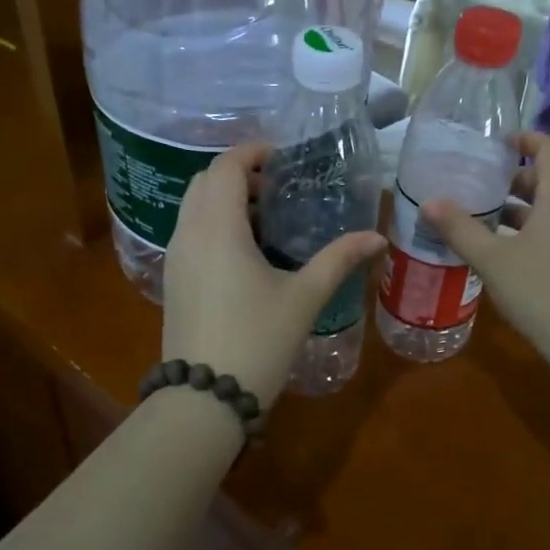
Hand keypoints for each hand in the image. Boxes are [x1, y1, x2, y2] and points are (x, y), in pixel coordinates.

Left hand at [162, 143, 385, 409]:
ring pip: (193, 207)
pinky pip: (190, 232)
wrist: (205, 397)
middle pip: (205, 181)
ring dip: (224, 199)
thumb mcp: (304, 297)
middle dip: (238, 173)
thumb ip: (339, 259)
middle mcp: (188, 233)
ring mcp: (175, 257)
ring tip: (266, 217)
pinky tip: (246, 251)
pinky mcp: (172, 280)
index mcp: (218, 227)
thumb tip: (377, 238)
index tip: (282, 157)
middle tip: (277, 187)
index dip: (252, 152)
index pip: (225, 166)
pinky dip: (213, 223)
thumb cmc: (258, 340)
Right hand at [423, 133, 549, 377]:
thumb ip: (460, 229)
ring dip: (524, 209)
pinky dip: (538, 229)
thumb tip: (429, 202)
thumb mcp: (492, 261)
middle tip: (480, 190)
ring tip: (488, 223)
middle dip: (515, 179)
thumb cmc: (543, 293)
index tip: (497, 144)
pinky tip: (512, 255)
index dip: (526, 138)